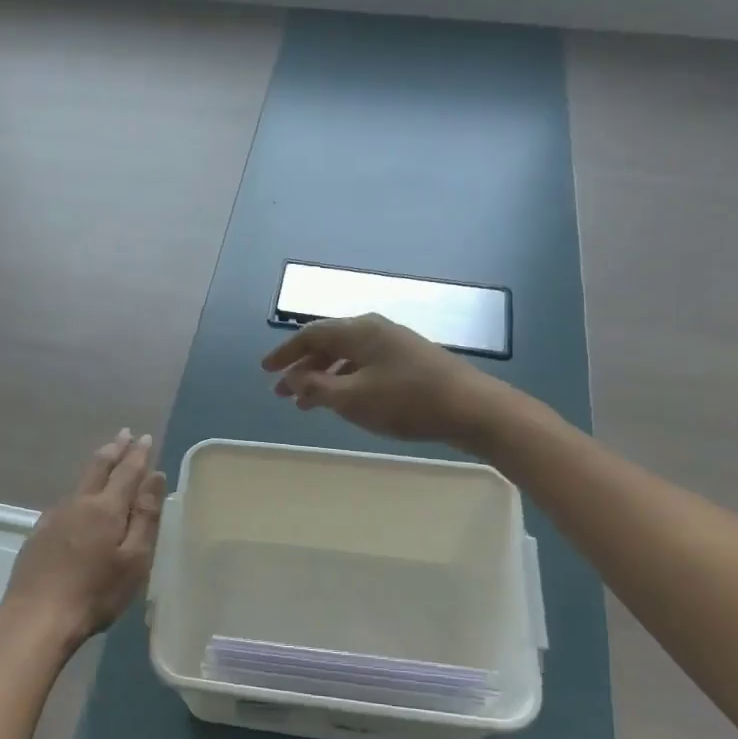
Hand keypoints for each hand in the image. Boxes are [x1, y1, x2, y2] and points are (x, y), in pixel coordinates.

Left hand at [0, 430, 166, 644]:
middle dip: (114, 449)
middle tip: (124, 434)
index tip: (145, 437)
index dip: (138, 454)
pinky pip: (65, 502)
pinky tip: (78, 501)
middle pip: (98, 468)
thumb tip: (156, 476)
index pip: (127, 472)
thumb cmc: (95, 593)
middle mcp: (78, 504)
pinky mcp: (38, 534)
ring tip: (106, 459)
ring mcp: (54, 517)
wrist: (36, 617)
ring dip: (96, 467)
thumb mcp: (134, 559)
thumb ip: (145, 516)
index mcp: (106, 508)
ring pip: (80, 484)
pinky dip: (79, 492)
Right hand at [262, 314, 501, 444]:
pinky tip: (344, 402)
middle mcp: (375, 331)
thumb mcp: (353, 398)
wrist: (472, 408)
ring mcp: (395, 346)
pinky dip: (345, 382)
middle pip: (328, 344)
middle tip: (283, 392)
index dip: (285, 352)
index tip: (265, 371)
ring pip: (347, 358)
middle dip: (302, 368)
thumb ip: (318, 387)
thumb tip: (293, 378)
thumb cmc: (407, 401)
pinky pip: (365, 367)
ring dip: (323, 378)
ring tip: (307, 404)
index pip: (311, 334)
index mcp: (359, 331)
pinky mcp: (410, 363)